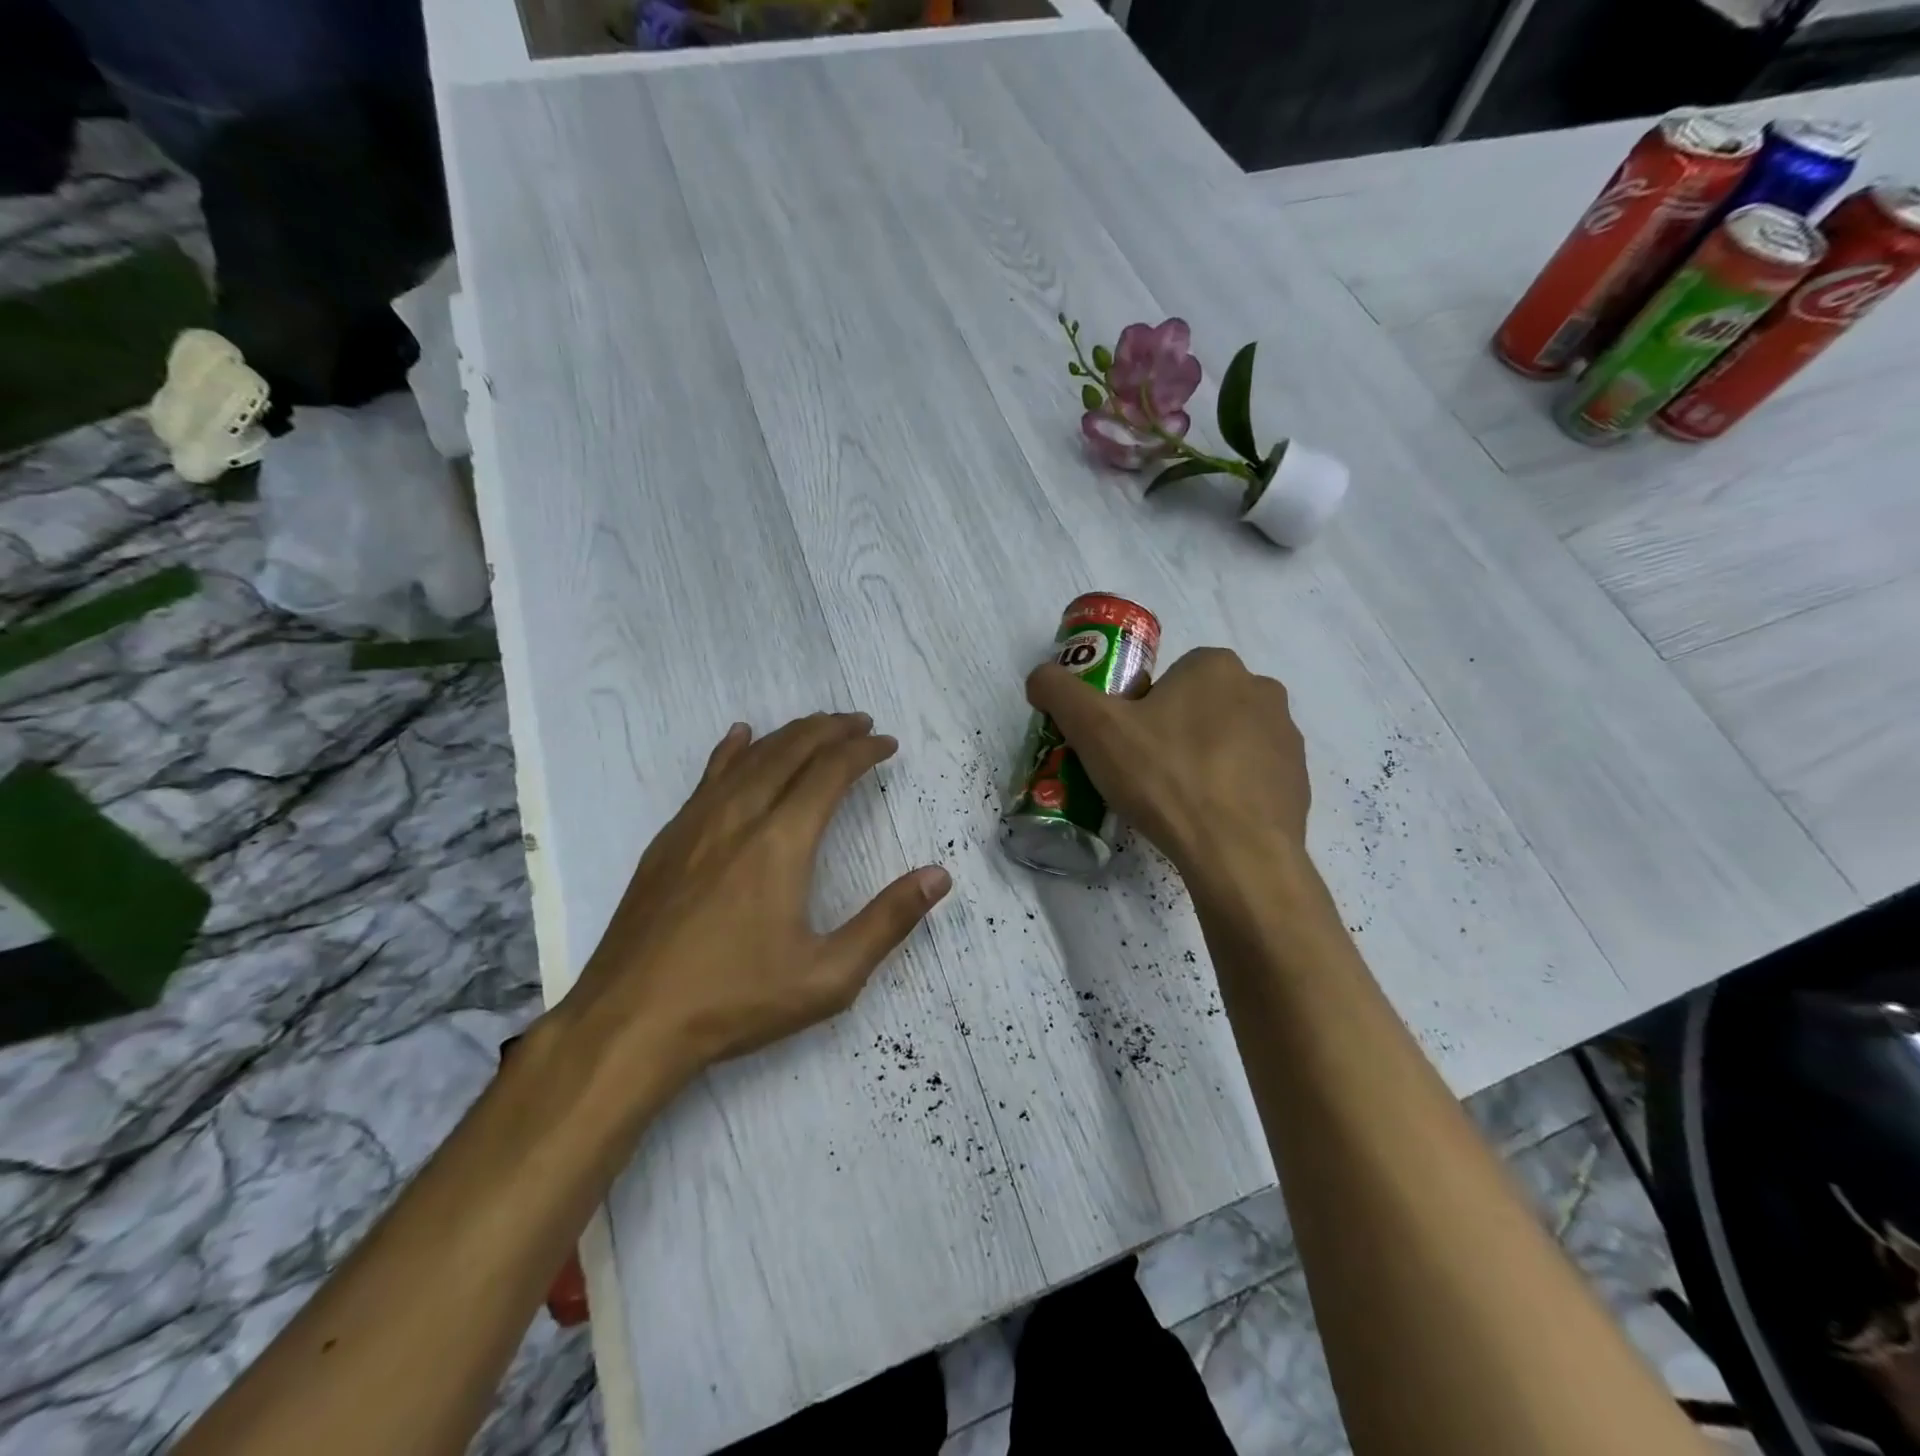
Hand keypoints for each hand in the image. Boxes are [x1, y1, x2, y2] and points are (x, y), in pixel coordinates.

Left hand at [556, 712, 950, 1098]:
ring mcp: (695, 825)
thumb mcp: (828, 977)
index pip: (829, 773)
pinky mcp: (667, 841)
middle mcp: (738, 818)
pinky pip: (707, 778)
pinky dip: (732, 751)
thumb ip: (887, 922)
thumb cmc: (735, 1001)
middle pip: (789, 752)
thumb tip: (939, 876)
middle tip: (859, 722)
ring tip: (816, 725)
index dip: (862, 752)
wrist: (629, 1023)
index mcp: (780, 843)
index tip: (887, 744)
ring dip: (787, 735)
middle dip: (829, 730)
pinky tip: (739, 738)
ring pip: (748, 758)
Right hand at [1025, 647, 1311, 883]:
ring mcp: (1287, 737)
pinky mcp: (1299, 781)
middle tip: (1144, 774)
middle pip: (1197, 707)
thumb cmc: (1164, 778)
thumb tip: (1039, 677)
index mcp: (1216, 666)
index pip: (1167, 678)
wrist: (1237, 854)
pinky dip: (1229, 791)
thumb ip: (1059, 691)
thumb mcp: (1093, 728)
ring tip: (1175, 802)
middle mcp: (1261, 689)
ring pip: (1227, 740)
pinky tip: (1207, 820)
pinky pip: (1252, 776)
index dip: (1139, 710)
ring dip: (1202, 760)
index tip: (1125, 745)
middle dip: (1171, 733)